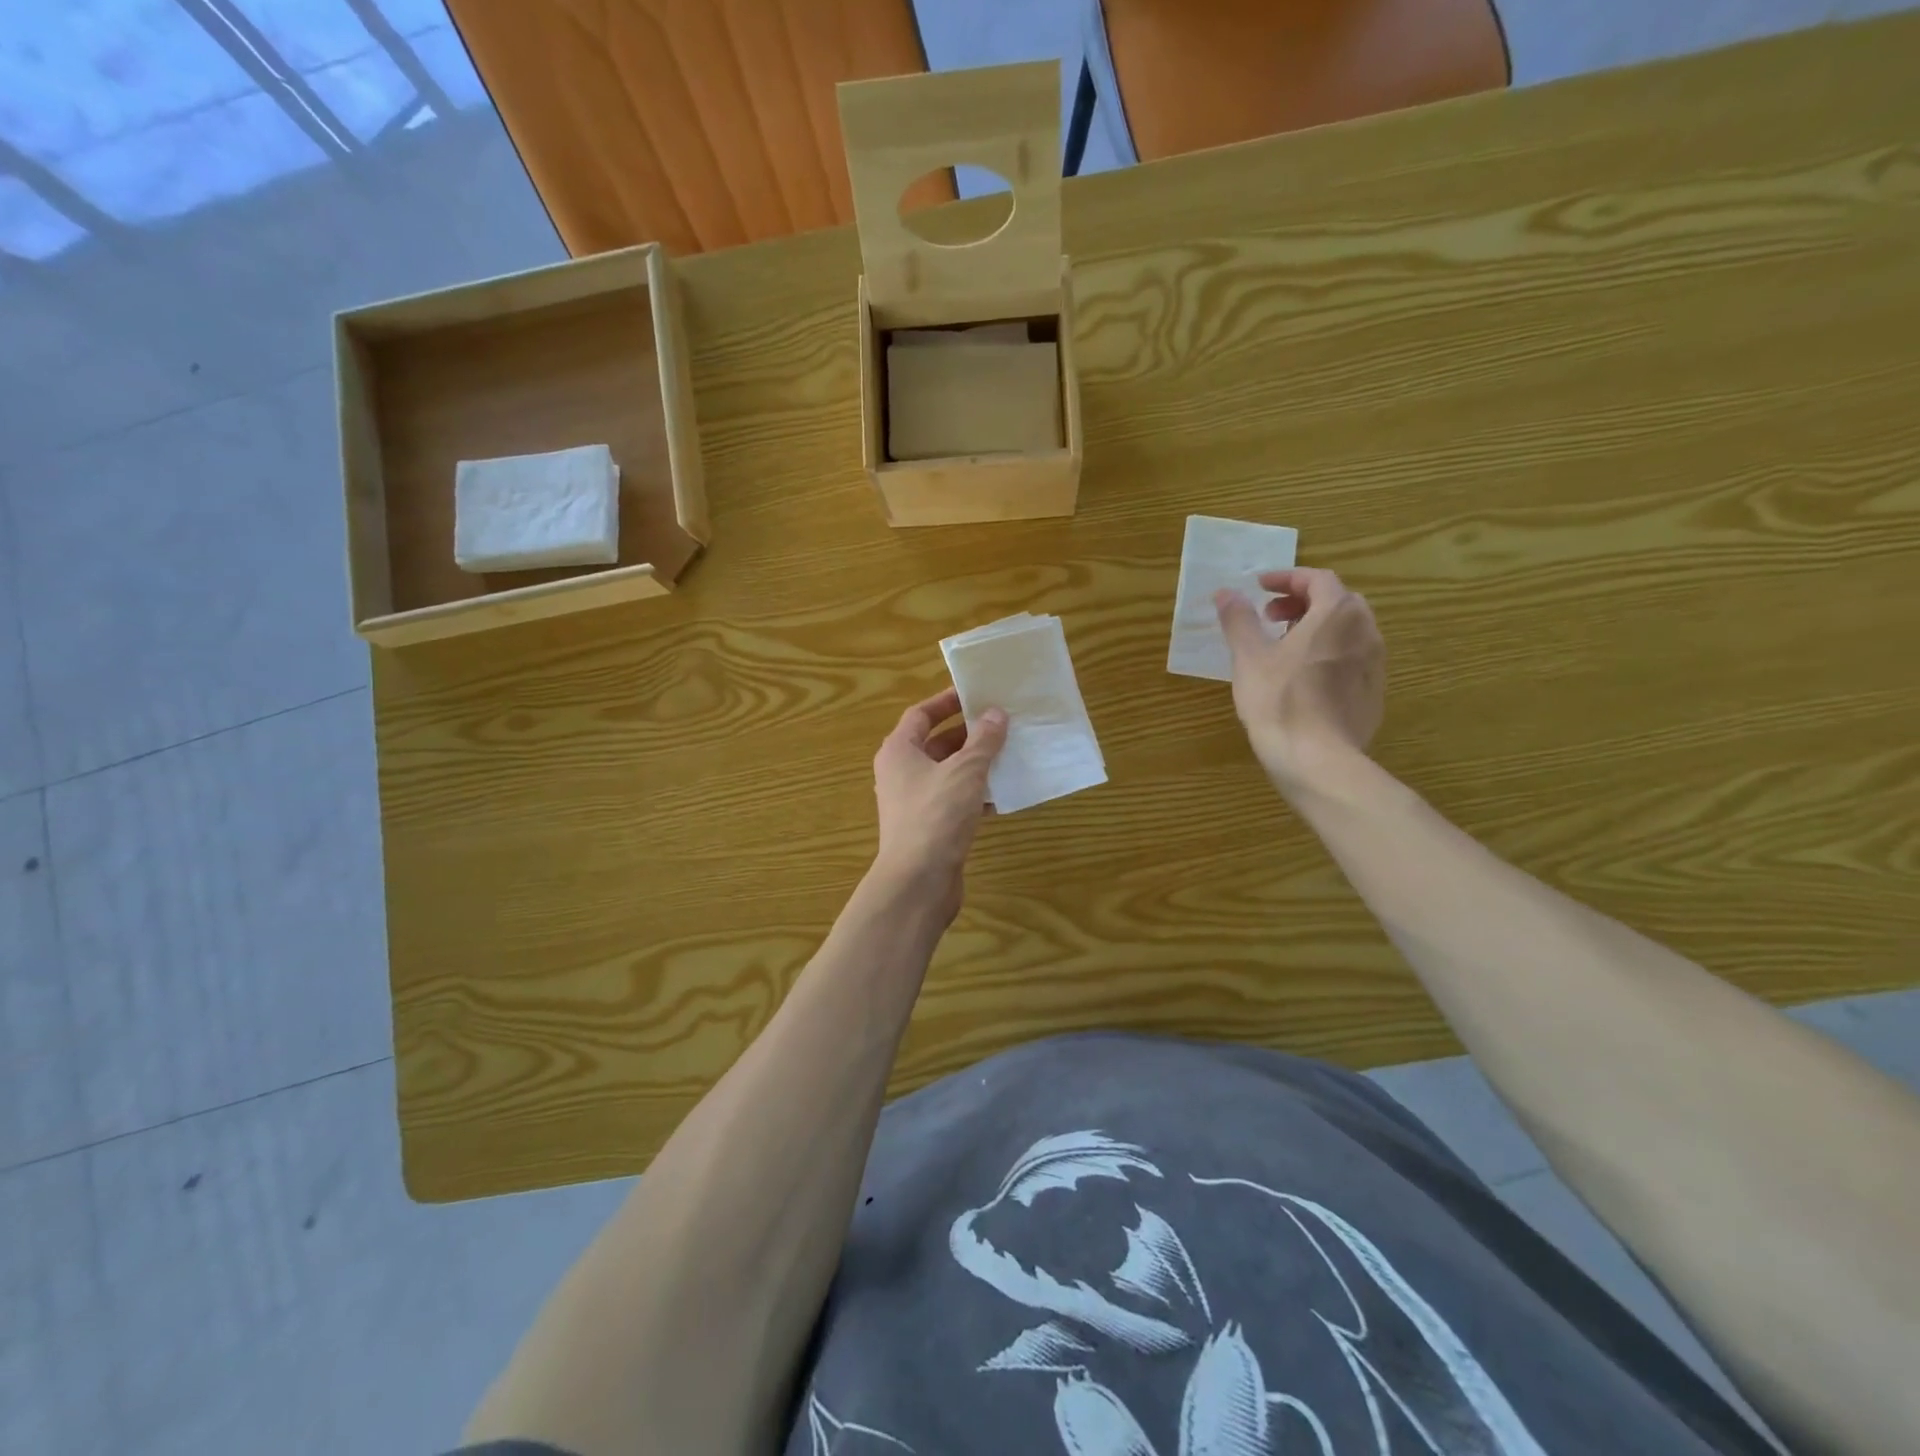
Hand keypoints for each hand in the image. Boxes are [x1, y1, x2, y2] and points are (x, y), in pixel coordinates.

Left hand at [871, 687, 1007, 916]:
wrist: (918, 881)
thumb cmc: (936, 815)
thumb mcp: (965, 771)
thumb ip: (983, 741)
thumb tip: (995, 714)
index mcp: (899, 751)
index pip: (921, 714)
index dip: (946, 702)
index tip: (976, 694)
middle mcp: (900, 773)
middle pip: (935, 743)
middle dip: (968, 734)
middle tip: (1001, 724)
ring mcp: (913, 802)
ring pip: (947, 773)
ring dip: (975, 764)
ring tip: (1008, 754)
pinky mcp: (928, 827)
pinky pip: (953, 800)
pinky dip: (975, 794)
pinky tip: (1002, 794)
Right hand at [1214, 567, 1384, 797]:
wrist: (1316, 759)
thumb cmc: (1279, 701)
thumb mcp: (1249, 657)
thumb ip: (1239, 620)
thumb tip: (1226, 593)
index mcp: (1336, 615)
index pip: (1318, 579)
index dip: (1287, 578)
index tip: (1260, 588)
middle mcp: (1365, 632)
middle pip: (1338, 602)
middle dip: (1303, 602)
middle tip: (1271, 618)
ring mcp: (1375, 664)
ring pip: (1349, 631)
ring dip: (1318, 628)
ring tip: (1285, 648)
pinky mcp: (1373, 693)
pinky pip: (1353, 659)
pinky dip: (1330, 654)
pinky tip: (1305, 679)